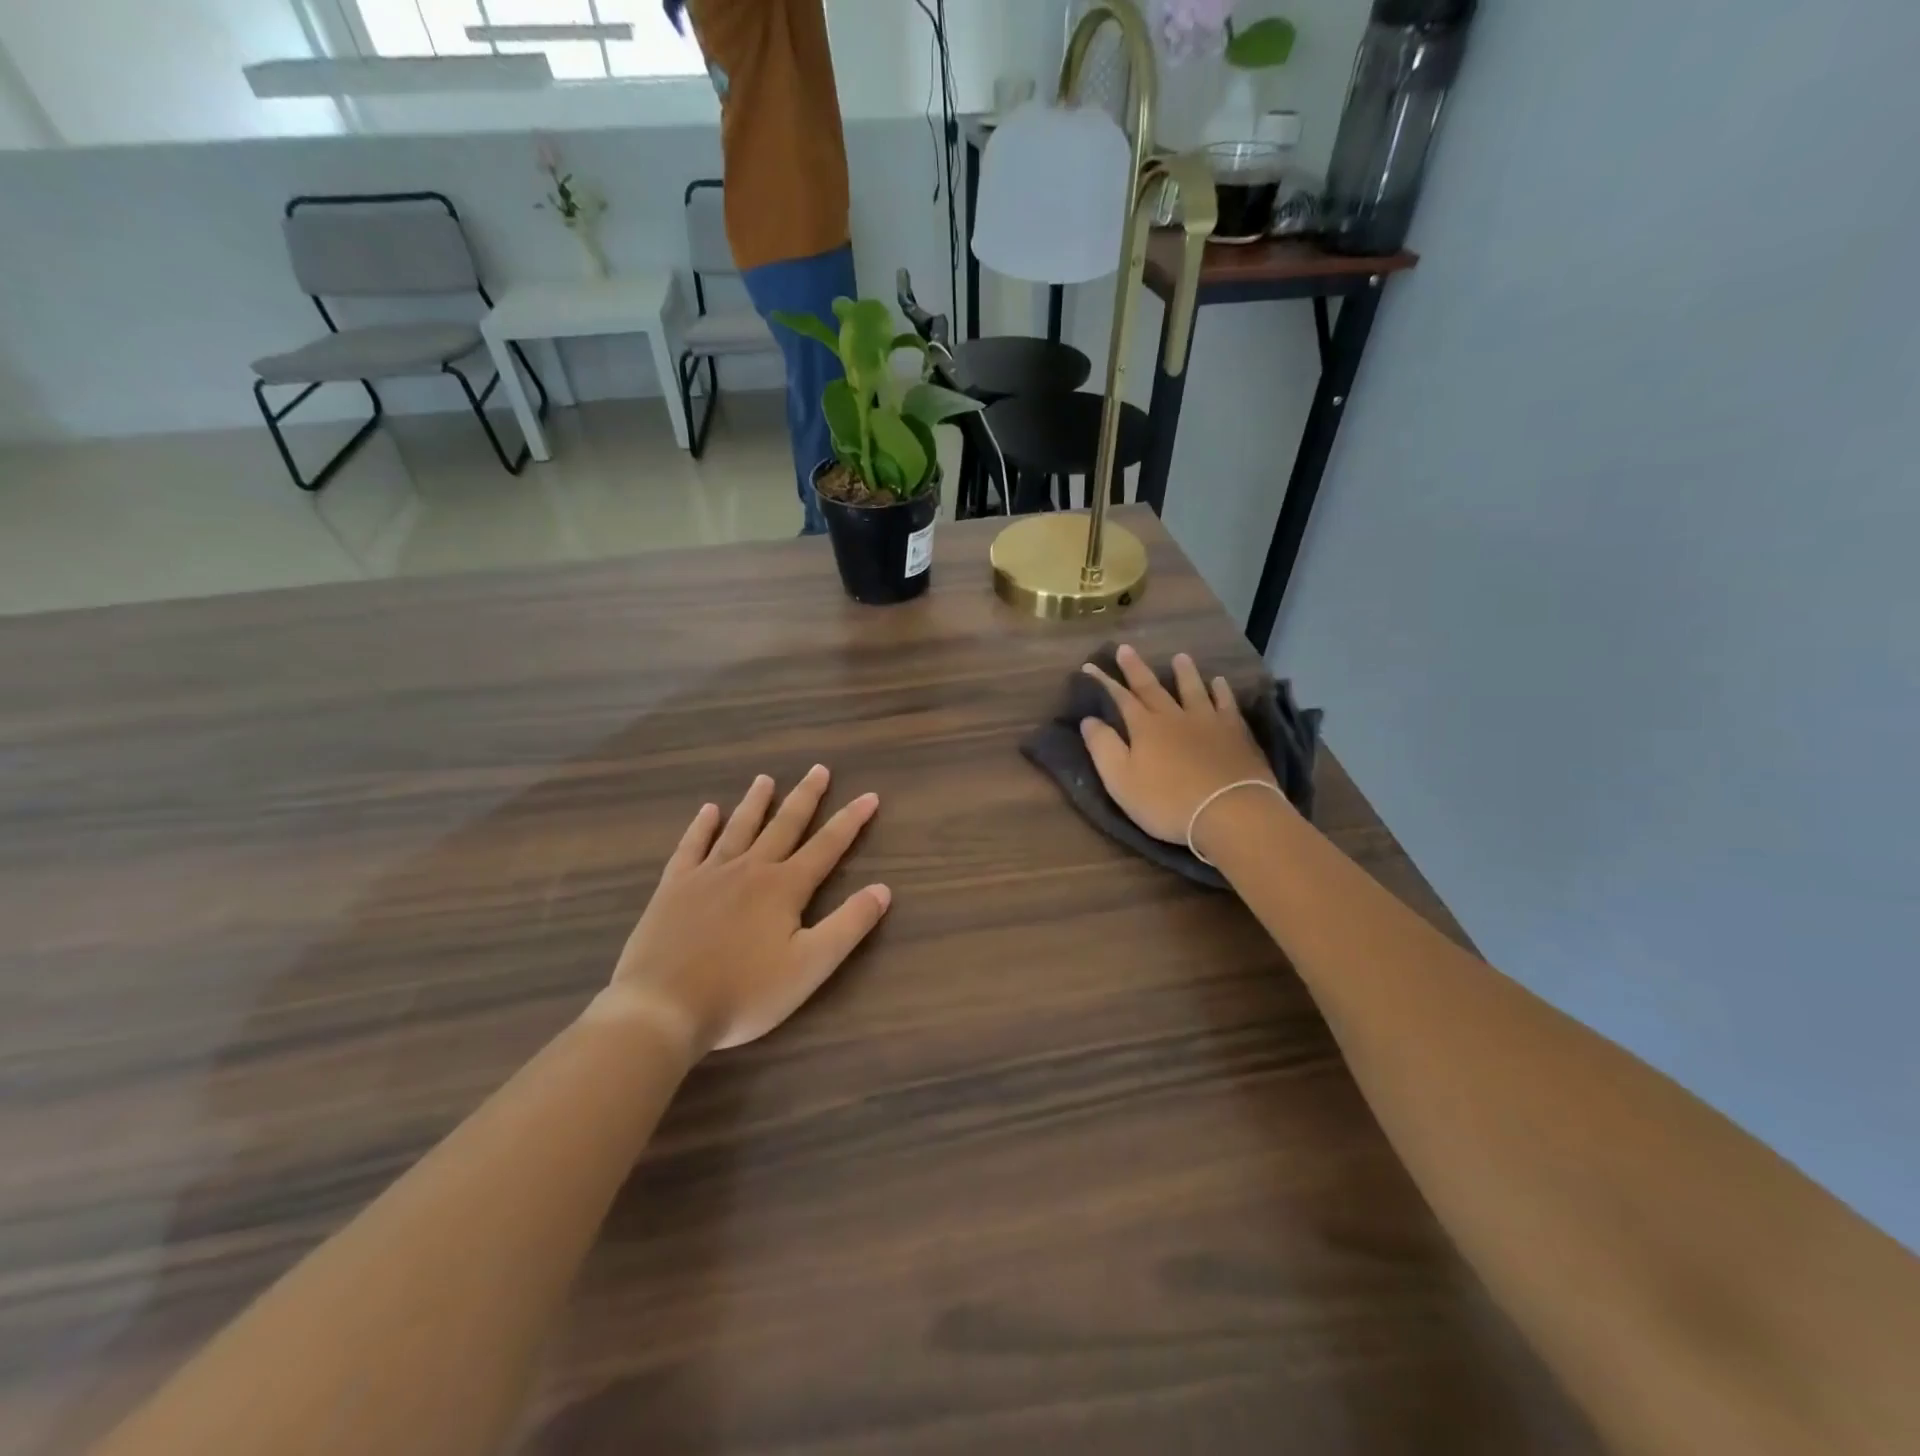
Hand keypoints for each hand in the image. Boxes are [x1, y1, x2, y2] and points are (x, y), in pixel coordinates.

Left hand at [592, 766, 890, 1055]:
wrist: (663, 1007)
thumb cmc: (744, 993)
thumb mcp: (810, 966)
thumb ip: (849, 925)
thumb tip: (883, 889)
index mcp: (784, 887)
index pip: (827, 846)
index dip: (851, 821)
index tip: (869, 796)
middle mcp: (750, 869)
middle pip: (783, 825)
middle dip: (805, 797)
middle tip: (818, 769)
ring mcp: (708, 874)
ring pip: (739, 828)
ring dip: (756, 802)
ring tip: (765, 779)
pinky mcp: (674, 887)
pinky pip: (691, 846)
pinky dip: (701, 826)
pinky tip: (708, 810)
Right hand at [1080, 644, 1277, 846]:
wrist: (1229, 811)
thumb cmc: (1167, 802)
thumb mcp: (1121, 781)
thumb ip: (1103, 747)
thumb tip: (1088, 719)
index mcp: (1144, 728)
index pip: (1119, 698)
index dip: (1103, 682)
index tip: (1090, 665)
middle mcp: (1174, 716)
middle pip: (1152, 687)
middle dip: (1136, 668)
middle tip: (1125, 648)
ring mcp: (1208, 721)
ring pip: (1193, 689)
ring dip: (1184, 672)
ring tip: (1180, 656)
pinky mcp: (1236, 732)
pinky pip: (1226, 704)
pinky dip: (1221, 691)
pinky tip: (1220, 682)